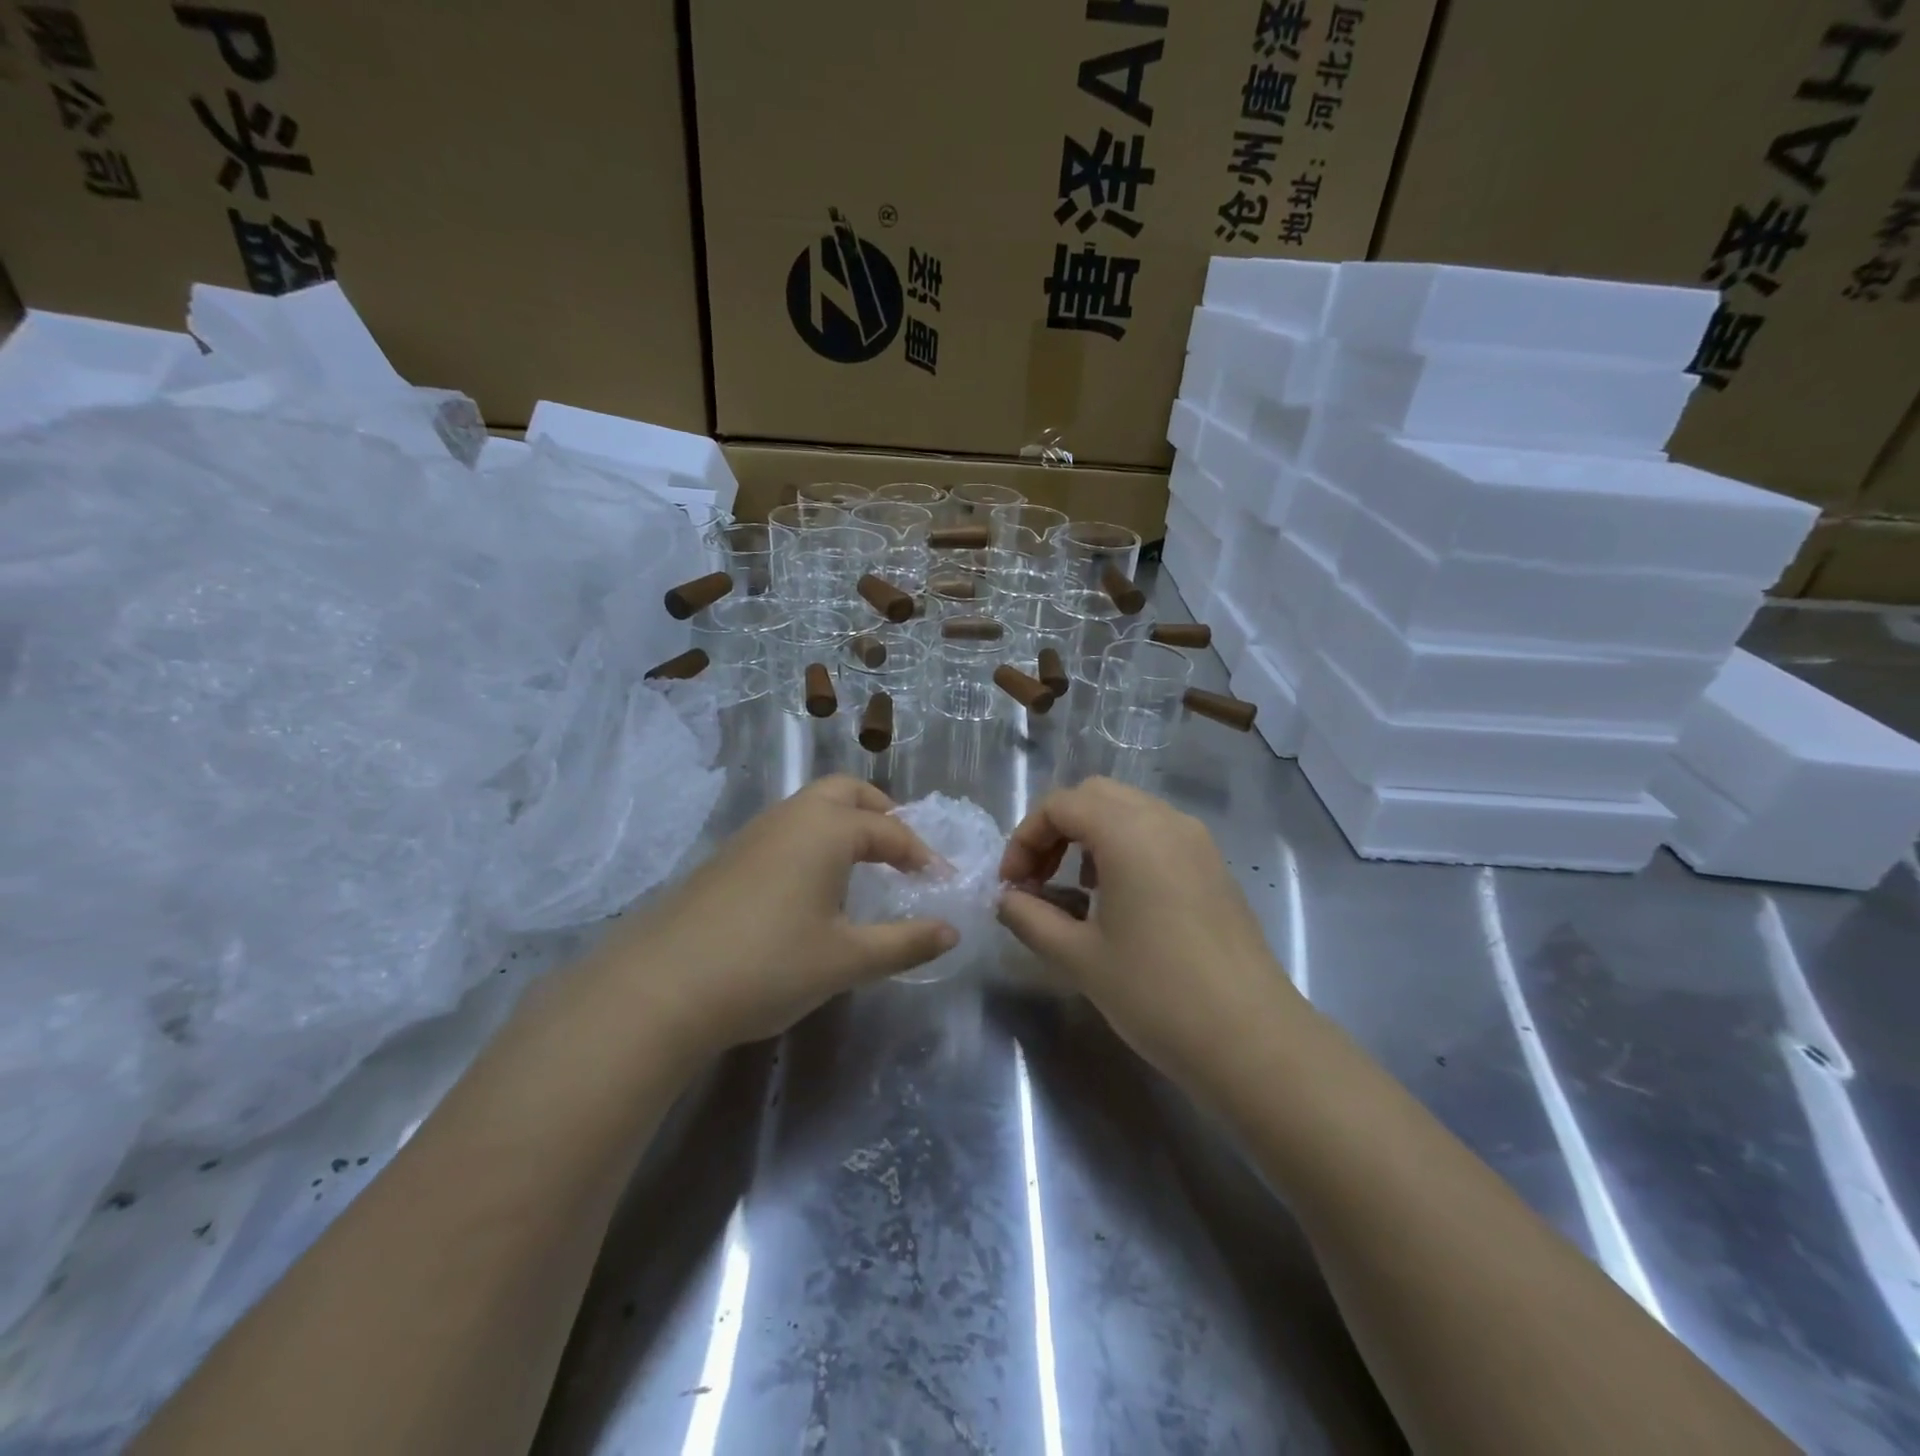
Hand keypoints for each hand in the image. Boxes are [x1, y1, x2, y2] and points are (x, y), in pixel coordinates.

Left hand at [595, 777, 957, 1052]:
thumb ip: (905, 942)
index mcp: (827, 829)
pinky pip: (786, 831)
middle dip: (881, 814)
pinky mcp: (728, 858)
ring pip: (810, 809)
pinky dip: (814, 842)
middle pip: (845, 792)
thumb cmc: (768, 965)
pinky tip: (812, 889)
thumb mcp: (847, 959)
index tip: (941, 883)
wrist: (660, 988)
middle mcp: (791, 817)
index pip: (889, 830)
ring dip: (845, 826)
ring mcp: (753, 834)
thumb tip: (952, 931)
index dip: (921, 855)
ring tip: (863, 869)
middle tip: (901, 853)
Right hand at [997, 778, 1301, 1085]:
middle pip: (1094, 796)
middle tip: (1038, 879)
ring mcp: (1196, 840)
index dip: (1025, 839)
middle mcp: (1164, 820)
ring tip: (1075, 890)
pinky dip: (1124, 847)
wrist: (1251, 1038)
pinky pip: (1156, 833)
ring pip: (1128, 811)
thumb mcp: (1077, 957)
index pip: (1060, 805)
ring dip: (1090, 836)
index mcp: (1128, 832)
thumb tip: (1007, 899)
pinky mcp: (1214, 865)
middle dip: (1056, 830)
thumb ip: (1029, 918)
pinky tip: (1119, 899)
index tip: (1012, 886)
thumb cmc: (1155, 992)